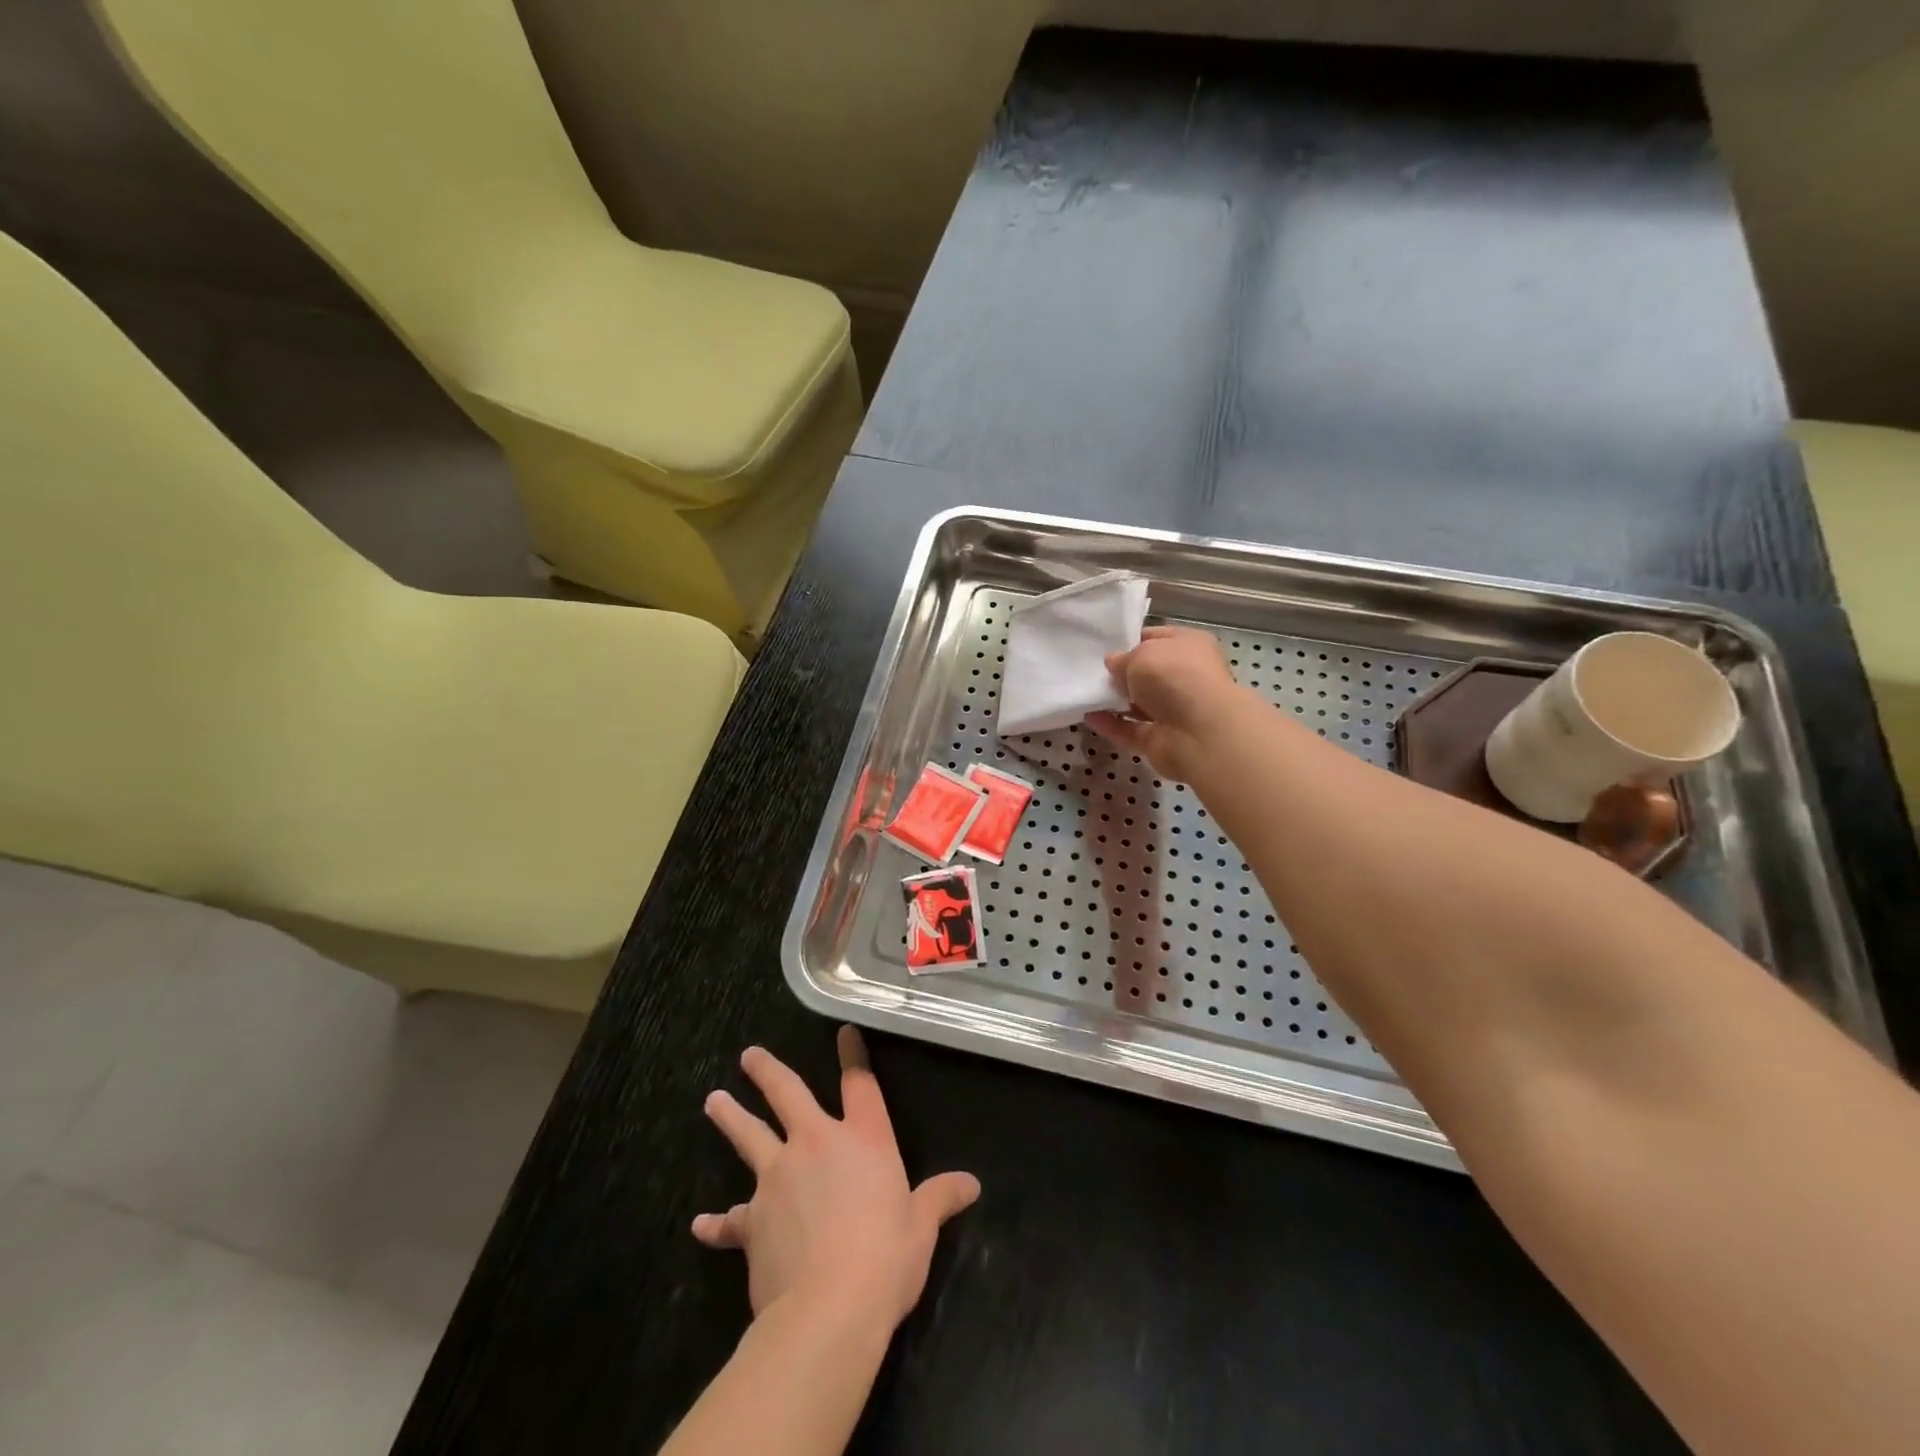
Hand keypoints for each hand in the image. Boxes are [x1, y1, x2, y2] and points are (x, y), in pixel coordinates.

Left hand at [695, 1027, 980, 1329]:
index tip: (843, 1031)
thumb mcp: (922, 1227)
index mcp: (863, 1139)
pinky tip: (700, 1224)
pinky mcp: (753, 1220)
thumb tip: (971, 1184)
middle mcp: (816, 1144)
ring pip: (750, 1137)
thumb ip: (940, 1199)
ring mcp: (778, 1178)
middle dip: (768, 1072)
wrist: (829, 1309)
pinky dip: (717, 1223)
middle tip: (748, 1055)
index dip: (852, 1054)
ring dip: (731, 1118)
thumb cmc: (886, 1258)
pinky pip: (731, 1219)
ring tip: (713, 1101)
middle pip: (787, 1094)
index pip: (859, 1084)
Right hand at [1088, 625, 1251, 781]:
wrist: (1199, 731)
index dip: (1131, 641)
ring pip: (1139, 703)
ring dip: (1114, 701)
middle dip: (1121, 673)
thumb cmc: (1174, 676)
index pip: (1157, 638)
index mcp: (1190, 647)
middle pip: (1148, 673)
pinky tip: (1088, 717)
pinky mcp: (1162, 740)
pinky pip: (1130, 730)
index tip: (1104, 646)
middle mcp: (1186, 677)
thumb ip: (1123, 658)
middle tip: (1091, 671)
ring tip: (1085, 693)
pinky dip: (1111, 725)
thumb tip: (1113, 663)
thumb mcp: (1141, 654)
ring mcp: (1175, 711)